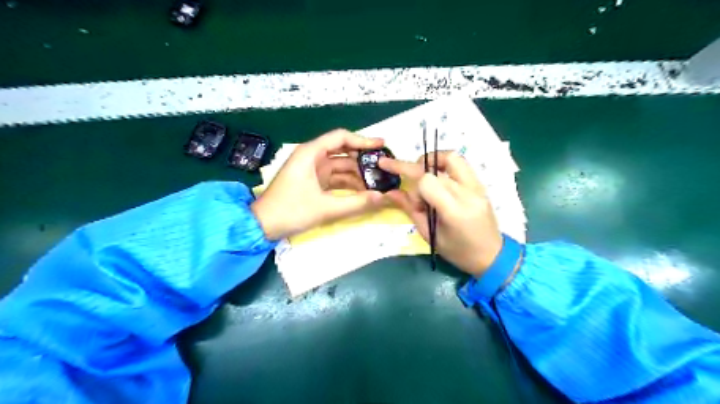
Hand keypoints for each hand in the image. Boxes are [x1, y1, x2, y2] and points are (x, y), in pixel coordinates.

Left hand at [252, 130, 388, 239]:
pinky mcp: (312, 182)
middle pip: (343, 151)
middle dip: (363, 159)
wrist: (263, 226)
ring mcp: (312, 170)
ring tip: (377, 182)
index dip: (363, 140)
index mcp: (311, 153)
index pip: (341, 138)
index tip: (382, 146)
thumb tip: (382, 198)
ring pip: (340, 166)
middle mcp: (312, 157)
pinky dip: (348, 183)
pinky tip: (362, 191)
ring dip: (357, 174)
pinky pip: (335, 178)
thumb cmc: (290, 211)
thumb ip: (356, 203)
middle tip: (383, 167)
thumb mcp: (325, 208)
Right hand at [379, 152, 500, 277]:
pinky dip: (444, 164)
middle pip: (435, 168)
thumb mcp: (430, 234)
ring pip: (451, 157)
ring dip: (431, 160)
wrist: (492, 255)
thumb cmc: (458, 252)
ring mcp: (477, 186)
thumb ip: (411, 210)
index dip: (413, 188)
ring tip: (422, 174)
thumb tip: (390, 192)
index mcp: (454, 211)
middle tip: (407, 183)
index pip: (427, 181)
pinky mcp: (480, 184)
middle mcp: (468, 193)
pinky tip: (438, 177)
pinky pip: (460, 163)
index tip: (413, 202)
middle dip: (415, 173)